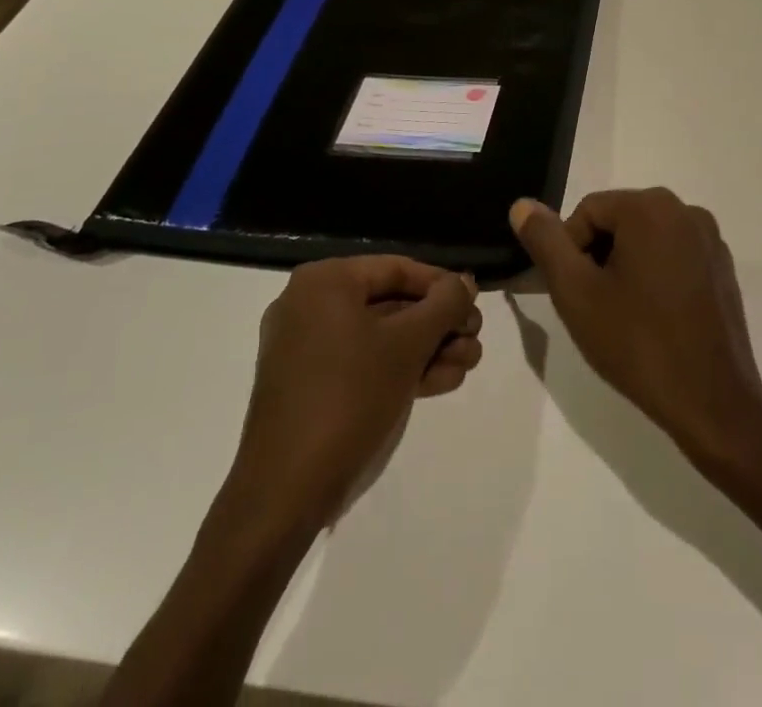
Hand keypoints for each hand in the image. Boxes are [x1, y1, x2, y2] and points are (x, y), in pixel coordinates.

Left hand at [227, 257, 480, 526]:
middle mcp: (311, 305)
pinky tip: (443, 381)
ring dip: (428, 348)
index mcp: (325, 282)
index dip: (442, 285)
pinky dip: (401, 369)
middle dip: (439, 323)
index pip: (397, 269)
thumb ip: (444, 305)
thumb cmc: (349, 397)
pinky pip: (363, 363)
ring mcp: (307, 348)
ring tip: (468, 364)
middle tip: (475, 338)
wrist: (286, 492)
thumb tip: (464, 282)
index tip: (475, 304)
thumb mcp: (408, 344)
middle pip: (391, 303)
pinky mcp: (310, 386)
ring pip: (382, 336)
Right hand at [511, 188, 761, 469]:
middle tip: (595, 308)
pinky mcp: (723, 268)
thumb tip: (522, 204)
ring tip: (623, 317)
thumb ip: (546, 242)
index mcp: (651, 207)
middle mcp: (686, 210)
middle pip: (618, 221)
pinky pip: (674, 256)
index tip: (575, 296)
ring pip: (645, 240)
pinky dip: (655, 278)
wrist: (713, 404)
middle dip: (598, 258)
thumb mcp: (577, 293)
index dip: (569, 252)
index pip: (587, 212)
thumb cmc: (638, 344)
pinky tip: (654, 321)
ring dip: (625, 268)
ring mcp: (710, 239)